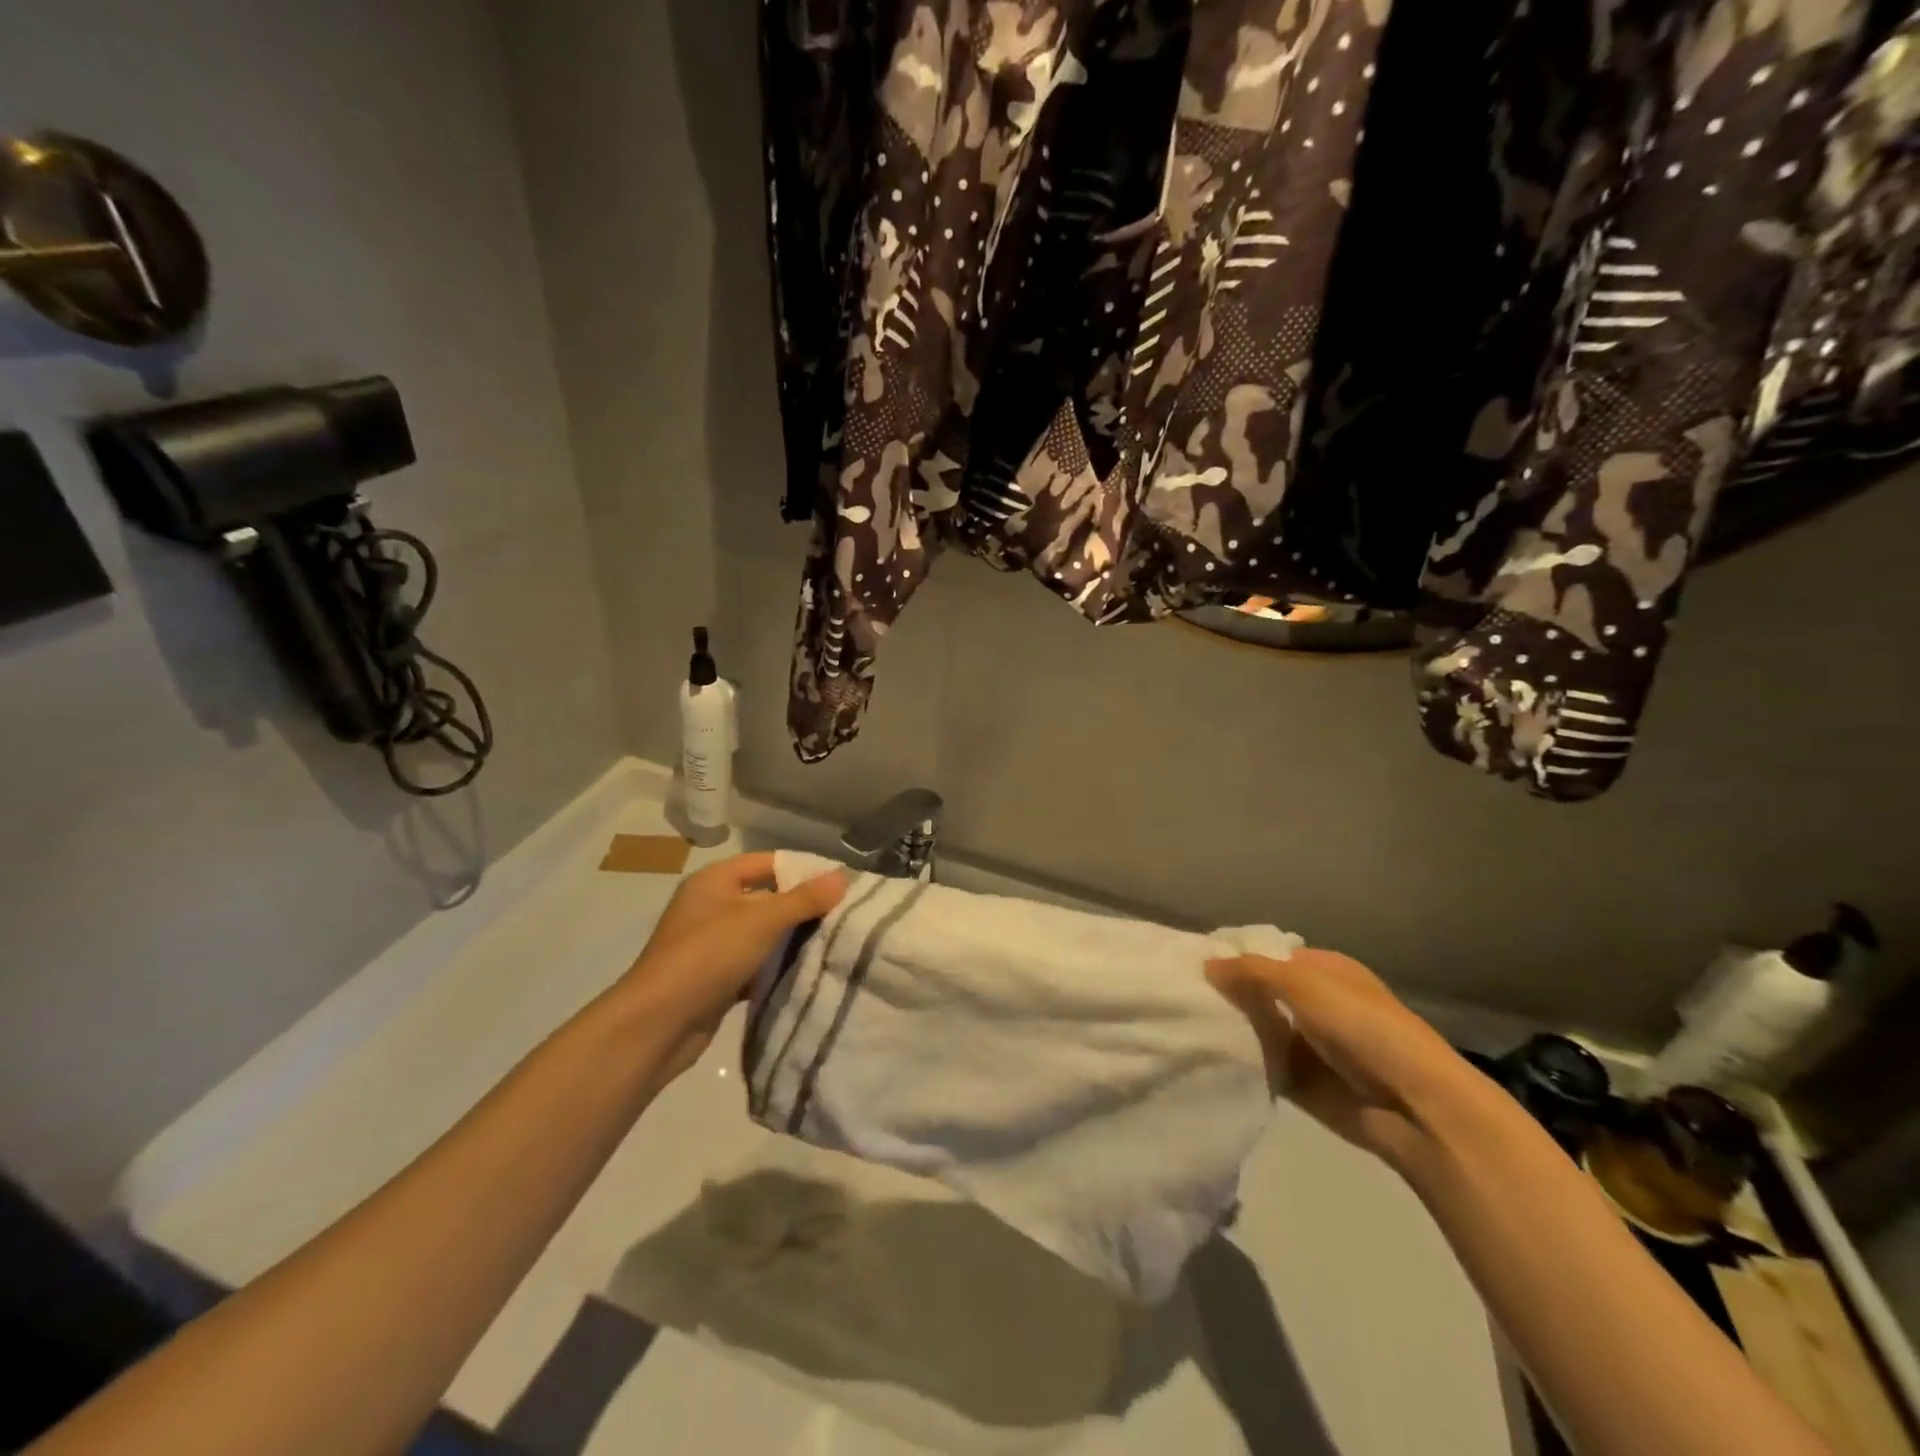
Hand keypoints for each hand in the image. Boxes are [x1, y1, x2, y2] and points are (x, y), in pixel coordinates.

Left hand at [620, 852, 845, 1081]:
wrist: (658, 1024)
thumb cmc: (708, 955)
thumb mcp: (762, 921)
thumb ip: (804, 899)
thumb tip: (843, 877)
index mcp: (715, 880)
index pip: (768, 862)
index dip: (803, 869)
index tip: (841, 884)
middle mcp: (711, 906)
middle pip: (767, 897)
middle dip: (802, 907)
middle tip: (844, 915)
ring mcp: (710, 943)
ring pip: (761, 934)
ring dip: (790, 940)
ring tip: (834, 943)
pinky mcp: (714, 977)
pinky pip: (753, 964)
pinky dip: (774, 968)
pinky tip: (805, 973)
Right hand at [1206, 948, 1474, 1169]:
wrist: (1415, 1107)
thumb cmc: (1365, 1028)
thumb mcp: (1305, 985)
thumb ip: (1252, 972)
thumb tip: (1206, 964)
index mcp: (1322, 970)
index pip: (1265, 955)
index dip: (1232, 956)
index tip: (1190, 962)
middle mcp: (1312, 1003)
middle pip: (1256, 992)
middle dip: (1225, 993)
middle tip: (1178, 994)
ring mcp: (1305, 1043)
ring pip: (1254, 1027)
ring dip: (1228, 1027)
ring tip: (1182, 1023)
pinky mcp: (1298, 1081)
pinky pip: (1258, 1064)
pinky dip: (1237, 1060)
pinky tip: (1203, 1054)